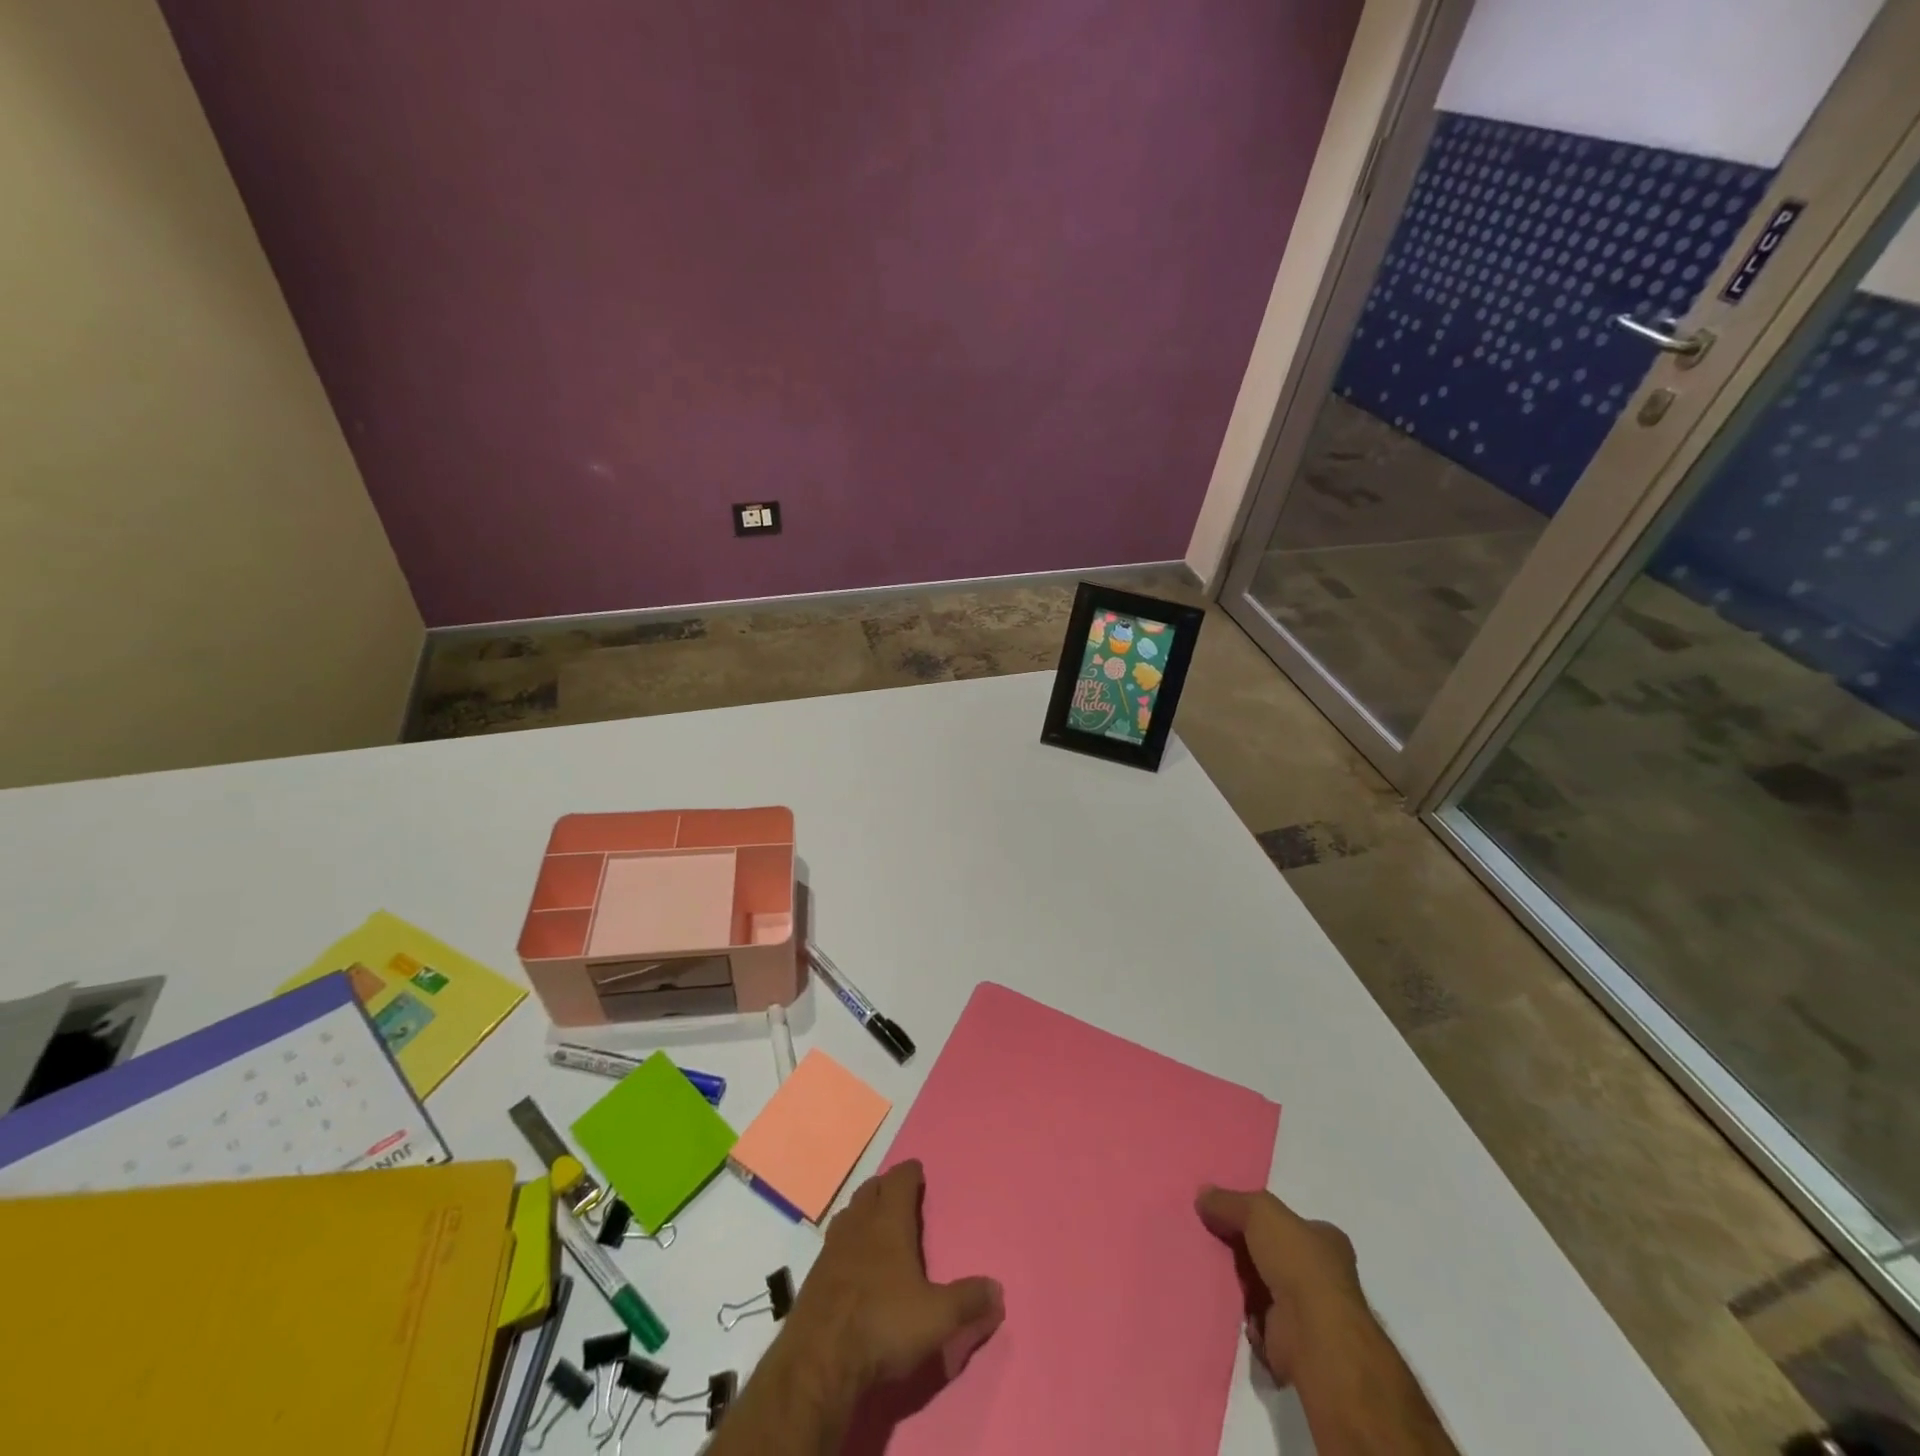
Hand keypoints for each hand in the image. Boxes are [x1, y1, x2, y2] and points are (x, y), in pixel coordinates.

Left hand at [786, 1160, 1004, 1398]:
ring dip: (862, 1210)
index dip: (909, 1172)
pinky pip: (833, 1242)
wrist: (819, 1361)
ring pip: (848, 1213)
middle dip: (885, 1187)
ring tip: (873, 1220)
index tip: (917, 1169)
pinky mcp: (813, 1276)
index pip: (899, 1180)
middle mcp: (859, 1225)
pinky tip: (850, 1259)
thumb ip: (968, 1301)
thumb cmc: (883, 1325)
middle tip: (897, 1193)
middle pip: (870, 1190)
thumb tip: (999, 1290)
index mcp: (889, 1223)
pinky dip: (845, 1240)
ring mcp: (832, 1248)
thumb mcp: (937, 1318)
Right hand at [1196, 1186, 1364, 1385]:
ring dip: (1242, 1285)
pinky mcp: (1293, 1342)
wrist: (1313, 1335)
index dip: (1261, 1220)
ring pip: (1265, 1288)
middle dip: (1246, 1252)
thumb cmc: (1296, 1262)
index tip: (1230, 1218)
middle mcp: (1324, 1275)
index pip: (1290, 1223)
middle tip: (1216, 1242)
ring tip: (1214, 1272)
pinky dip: (1244, 1314)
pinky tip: (1229, 1304)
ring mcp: (1310, 1312)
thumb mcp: (1259, 1212)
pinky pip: (1259, 1321)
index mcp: (1326, 1241)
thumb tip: (1203, 1195)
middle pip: (1274, 1254)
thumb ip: (1229, 1202)